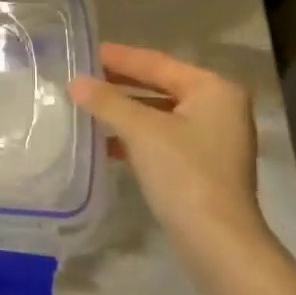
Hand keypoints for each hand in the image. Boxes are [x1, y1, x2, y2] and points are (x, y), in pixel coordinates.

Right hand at [69, 43, 272, 270]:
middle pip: (161, 86)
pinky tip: (105, 142)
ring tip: (88, 106)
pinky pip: (163, 139)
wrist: (218, 244)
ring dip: (126, 112)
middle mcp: (220, 108)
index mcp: (214, 89)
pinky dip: (136, 137)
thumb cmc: (184, 174)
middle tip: (84, 76)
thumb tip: (75, 82)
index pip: (159, 63)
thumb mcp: (141, 131)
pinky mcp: (204, 168)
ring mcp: (214, 140)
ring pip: (161, 115)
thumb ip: (107, 102)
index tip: (88, 50)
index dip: (121, 58)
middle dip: (122, 84)